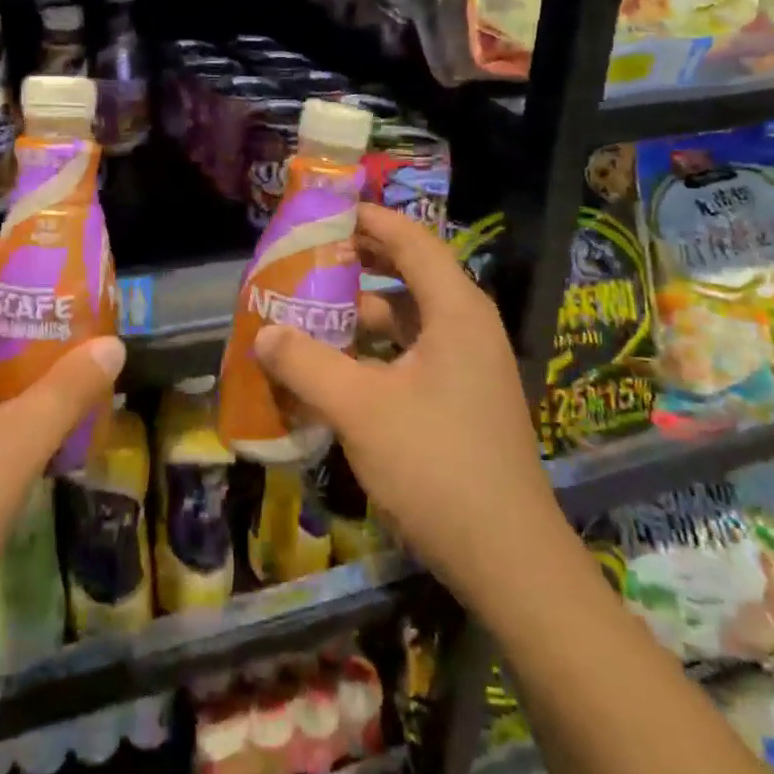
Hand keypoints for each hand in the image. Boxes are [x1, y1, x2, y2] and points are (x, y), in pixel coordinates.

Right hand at [252, 204, 569, 609]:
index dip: (367, 218)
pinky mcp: (462, 398)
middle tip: (306, 258)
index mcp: (455, 310)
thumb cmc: (437, 466)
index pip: (410, 239)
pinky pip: (411, 352)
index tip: (321, 211)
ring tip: (308, 311)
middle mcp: (467, 326)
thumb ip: (305, 364)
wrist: (509, 561)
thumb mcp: (360, 409)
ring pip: (407, 317)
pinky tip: (334, 366)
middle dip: (357, 262)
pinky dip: (373, 348)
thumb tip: (263, 332)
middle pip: (408, 272)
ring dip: (360, 311)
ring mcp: (468, 365)